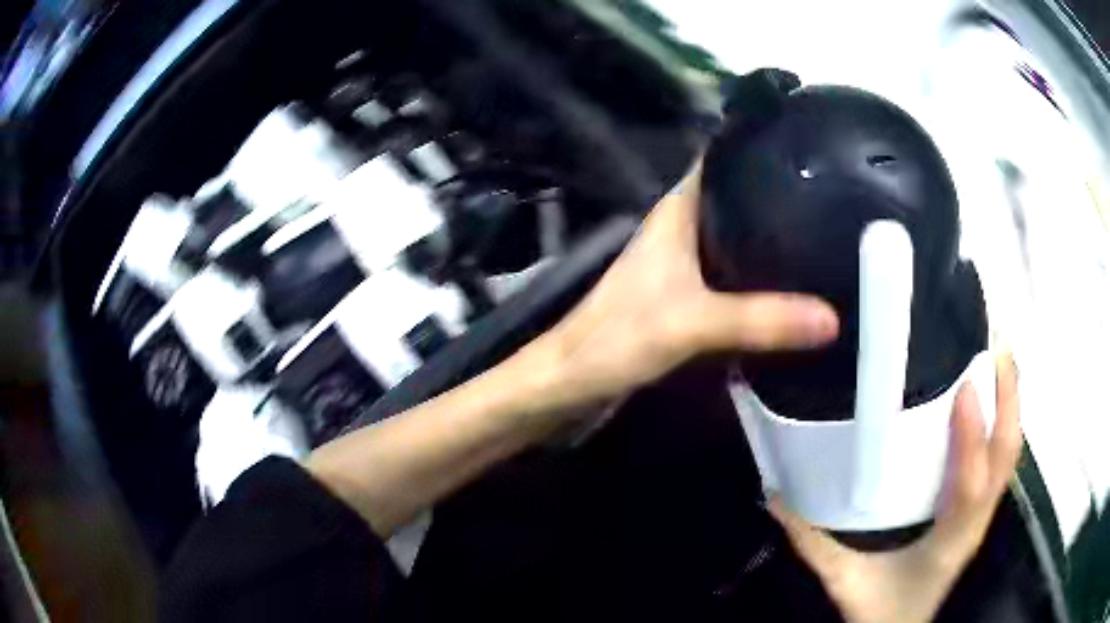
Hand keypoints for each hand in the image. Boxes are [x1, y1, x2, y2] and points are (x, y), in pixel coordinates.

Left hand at [528, 166, 838, 411]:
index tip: (806, 143)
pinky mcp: (684, 301)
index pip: (719, 160)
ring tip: (824, 236)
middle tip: (832, 196)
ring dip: (769, 239)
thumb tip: (833, 317)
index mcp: (675, 213)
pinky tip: (791, 289)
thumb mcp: (692, 324)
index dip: (757, 146)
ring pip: (734, 239)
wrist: (570, 384)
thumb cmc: (616, 341)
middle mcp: (679, 231)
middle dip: (778, 196)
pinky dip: (758, 279)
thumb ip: (761, 320)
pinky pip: (731, 278)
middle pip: (735, 199)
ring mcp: (681, 267)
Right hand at [769, 353, 1022, 622]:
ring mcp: (983, 515)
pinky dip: (1003, 420)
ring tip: (999, 353)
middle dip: (1009, 399)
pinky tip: (993, 395)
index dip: (972, 439)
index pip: (972, 489)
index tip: (964, 387)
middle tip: (996, 341)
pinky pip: (1001, 459)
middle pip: (1007, 458)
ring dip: (1011, 402)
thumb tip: (776, 495)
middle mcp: (976, 523)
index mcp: (948, 543)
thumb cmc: (881, 611)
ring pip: (1010, 454)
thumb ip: (812, 543)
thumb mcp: (843, 582)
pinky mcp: (981, 509)